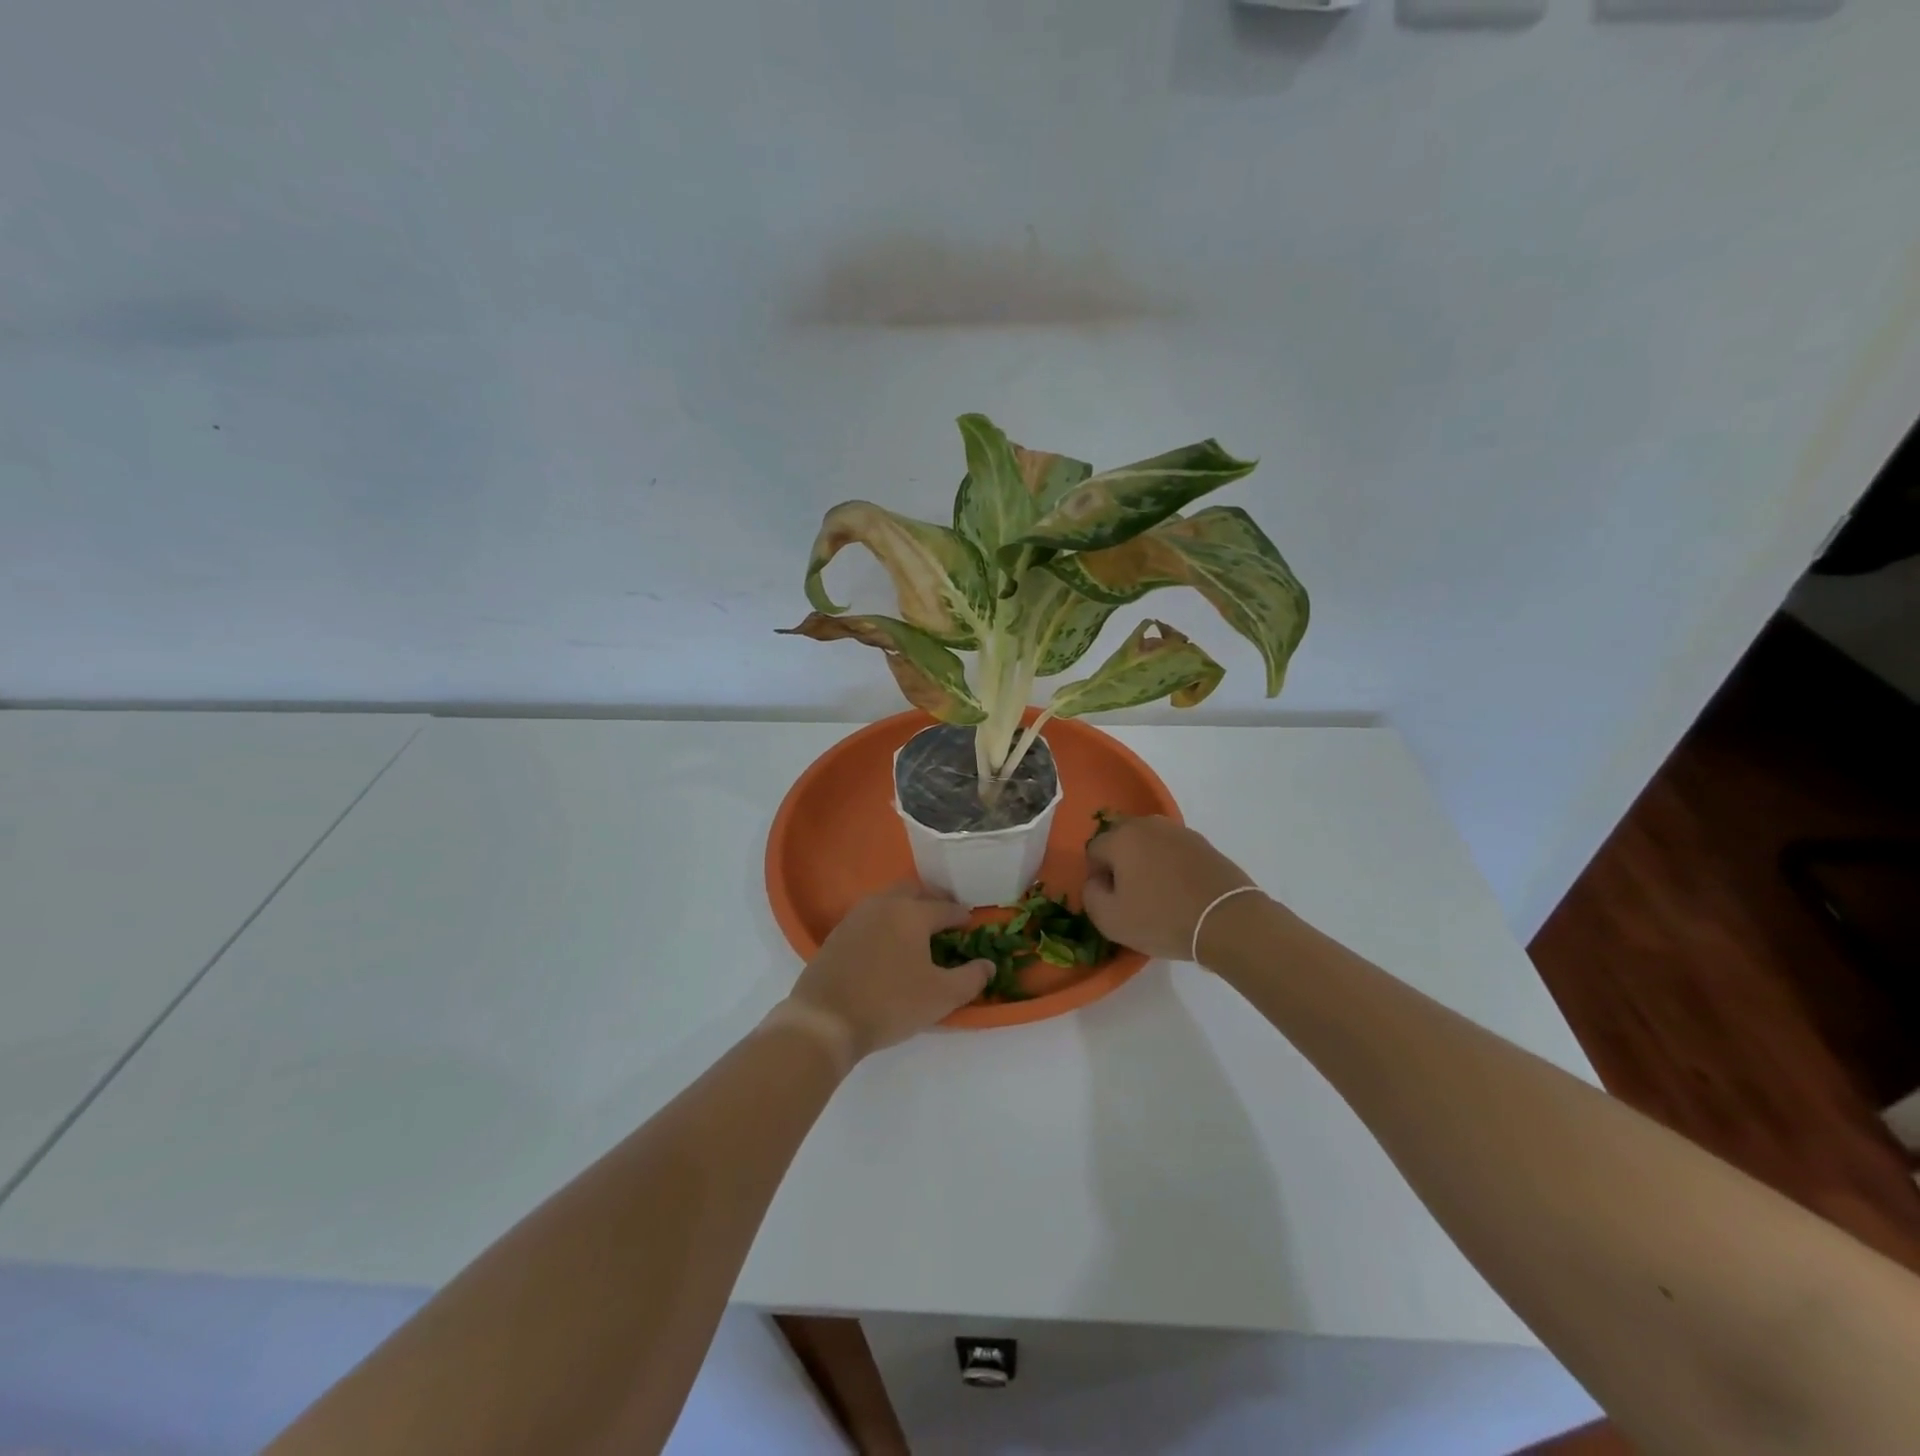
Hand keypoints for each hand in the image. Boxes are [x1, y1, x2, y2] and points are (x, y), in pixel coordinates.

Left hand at [780, 883, 992, 1064]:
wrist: (826, 1019)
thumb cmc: (890, 1003)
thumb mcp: (941, 996)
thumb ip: (971, 978)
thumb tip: (988, 965)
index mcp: (913, 913)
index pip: (946, 908)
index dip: (961, 916)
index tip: (970, 926)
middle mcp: (885, 904)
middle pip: (915, 891)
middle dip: (933, 901)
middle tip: (945, 919)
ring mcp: (857, 916)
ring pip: (889, 900)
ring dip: (907, 908)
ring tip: (917, 931)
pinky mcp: (838, 933)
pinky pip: (870, 916)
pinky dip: (885, 922)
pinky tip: (888, 944)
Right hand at [1083, 815, 1261, 962]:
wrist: (1228, 920)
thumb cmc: (1162, 918)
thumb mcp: (1110, 919)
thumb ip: (1090, 895)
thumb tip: (1097, 882)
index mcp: (1121, 837)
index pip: (1094, 851)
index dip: (1097, 877)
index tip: (1111, 900)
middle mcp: (1148, 824)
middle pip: (1121, 841)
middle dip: (1120, 864)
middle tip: (1132, 896)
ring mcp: (1179, 831)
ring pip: (1149, 844)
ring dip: (1146, 863)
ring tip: (1158, 895)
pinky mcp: (1204, 844)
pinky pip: (1174, 852)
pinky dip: (1171, 867)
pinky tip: (1180, 892)